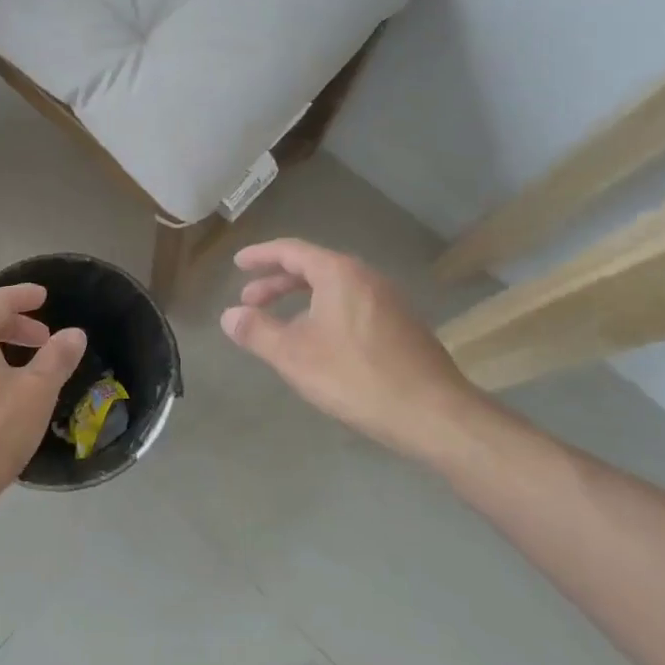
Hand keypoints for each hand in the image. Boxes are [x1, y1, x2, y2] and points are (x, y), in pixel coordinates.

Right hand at [221, 239, 481, 460]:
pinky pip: (352, 306)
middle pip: (313, 268)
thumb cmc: (356, 377)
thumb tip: (230, 315)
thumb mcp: (294, 356)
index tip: (238, 264)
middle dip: (277, 282)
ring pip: (334, 289)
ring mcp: (389, 301)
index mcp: (339, 273)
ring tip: (280, 325)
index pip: (292, 250)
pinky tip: (320, 344)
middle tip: (250, 300)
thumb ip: (257, 331)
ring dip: (301, 300)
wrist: (434, 414)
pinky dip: (325, 312)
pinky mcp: (402, 326)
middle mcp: (366, 277)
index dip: (261, 256)